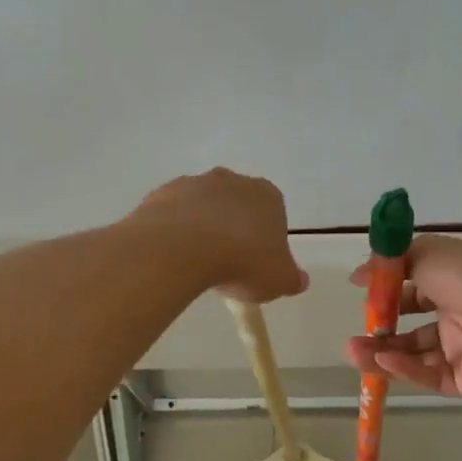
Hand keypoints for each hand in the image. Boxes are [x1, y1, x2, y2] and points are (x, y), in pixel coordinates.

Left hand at [129, 169, 308, 303]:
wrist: (181, 249)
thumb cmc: (242, 262)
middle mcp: (232, 180)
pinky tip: (173, 256)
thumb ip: (291, 279)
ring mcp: (194, 183)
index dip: (266, 240)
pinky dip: (174, 231)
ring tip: (196, 264)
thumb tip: (299, 280)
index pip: (273, 215)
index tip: (257, 264)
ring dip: (202, 229)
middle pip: (237, 206)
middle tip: (228, 264)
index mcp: (267, 195)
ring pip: (203, 208)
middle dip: (233, 229)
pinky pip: (172, 215)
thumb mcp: (279, 280)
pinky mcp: (162, 193)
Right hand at [343, 236, 461, 398]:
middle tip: (353, 337)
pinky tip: (382, 362)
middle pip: (413, 328)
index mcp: (456, 283)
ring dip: (383, 354)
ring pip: (416, 356)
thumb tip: (358, 275)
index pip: (417, 290)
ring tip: (352, 353)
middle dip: (381, 332)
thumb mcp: (426, 253)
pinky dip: (405, 369)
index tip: (362, 296)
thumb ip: (390, 263)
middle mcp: (461, 316)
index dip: (389, 294)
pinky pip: (430, 376)